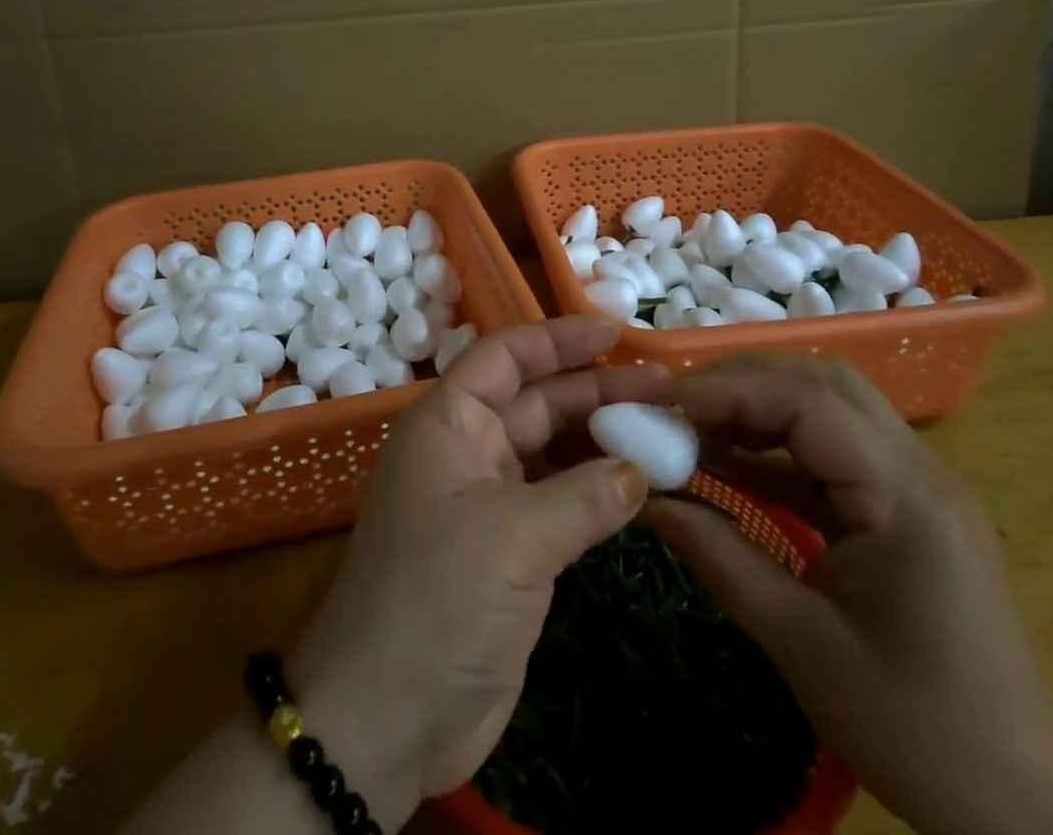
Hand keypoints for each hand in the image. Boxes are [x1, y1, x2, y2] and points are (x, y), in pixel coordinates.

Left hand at [289, 318, 665, 829]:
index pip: (507, 357)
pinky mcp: (509, 549)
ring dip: (604, 440)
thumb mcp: (514, 536)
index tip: (616, 333)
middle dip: (598, 390)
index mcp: (449, 421)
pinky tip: (642, 485)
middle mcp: (467, 448)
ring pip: (553, 450)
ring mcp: (489, 500)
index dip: (559, 338)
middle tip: (666, 389)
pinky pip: (560, 500)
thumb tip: (640, 469)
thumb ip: (585, 495)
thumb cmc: (438, 599)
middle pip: (538, 401)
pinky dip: (598, 490)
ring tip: (666, 430)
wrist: (386, 720)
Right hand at [642, 354, 1052, 834]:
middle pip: (819, 382)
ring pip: (825, 404)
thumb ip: (719, 556)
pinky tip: (727, 462)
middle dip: (739, 383)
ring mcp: (914, 481)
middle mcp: (917, 468)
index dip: (727, 390)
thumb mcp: (802, 643)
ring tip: (693, 427)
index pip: (807, 402)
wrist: (1027, 802)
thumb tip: (647, 500)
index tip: (661, 404)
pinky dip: (774, 444)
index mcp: (904, 497)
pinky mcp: (901, 503)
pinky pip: (829, 448)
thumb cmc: (918, 729)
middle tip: (673, 407)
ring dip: (756, 405)